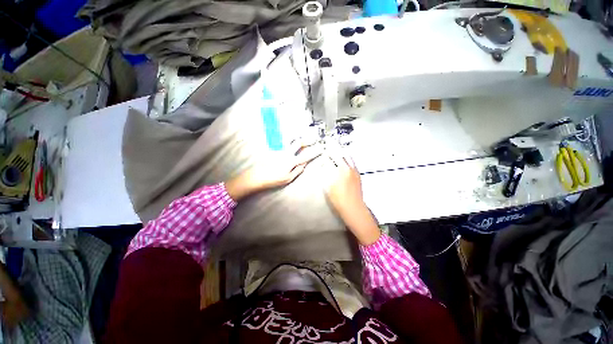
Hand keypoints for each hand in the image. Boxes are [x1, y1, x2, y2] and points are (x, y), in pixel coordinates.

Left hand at [226, 144, 321, 201]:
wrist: (257, 176)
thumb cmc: (273, 179)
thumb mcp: (288, 178)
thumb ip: (297, 170)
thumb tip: (304, 164)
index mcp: (291, 161)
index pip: (306, 155)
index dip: (314, 152)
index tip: (320, 149)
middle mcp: (286, 153)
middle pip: (298, 143)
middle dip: (307, 140)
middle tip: (313, 139)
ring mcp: (279, 150)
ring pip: (290, 140)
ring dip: (298, 138)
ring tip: (303, 138)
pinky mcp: (274, 149)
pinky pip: (284, 143)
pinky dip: (290, 141)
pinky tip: (292, 142)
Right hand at [324, 148, 379, 245]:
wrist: (353, 208)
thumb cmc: (338, 199)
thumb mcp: (328, 186)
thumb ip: (326, 173)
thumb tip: (325, 165)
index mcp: (341, 170)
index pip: (334, 156)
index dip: (329, 149)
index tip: (325, 144)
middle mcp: (349, 168)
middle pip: (342, 153)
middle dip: (335, 147)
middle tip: (330, 142)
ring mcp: (355, 171)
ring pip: (349, 157)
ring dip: (342, 151)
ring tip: (337, 147)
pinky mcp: (358, 175)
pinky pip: (352, 162)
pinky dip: (347, 157)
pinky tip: (344, 158)